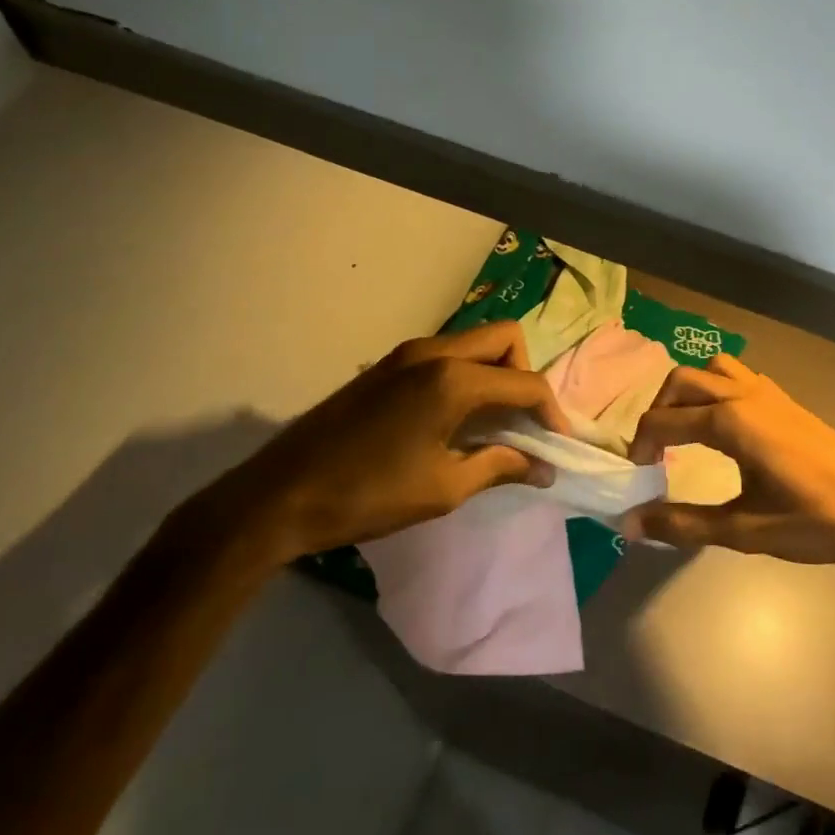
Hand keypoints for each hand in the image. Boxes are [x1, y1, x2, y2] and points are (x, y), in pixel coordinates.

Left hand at [178, 323, 571, 568]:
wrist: (277, 496)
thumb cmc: (367, 496)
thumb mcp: (442, 488)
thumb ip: (499, 467)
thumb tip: (543, 468)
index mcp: (452, 379)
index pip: (524, 382)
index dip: (550, 411)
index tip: (558, 443)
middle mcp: (434, 352)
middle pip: (505, 338)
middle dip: (524, 374)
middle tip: (522, 420)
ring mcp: (406, 354)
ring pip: (474, 342)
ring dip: (495, 372)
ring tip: (492, 422)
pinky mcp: (387, 365)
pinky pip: (446, 354)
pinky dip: (467, 375)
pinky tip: (455, 419)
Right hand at [621, 354, 834, 566]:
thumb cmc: (815, 521)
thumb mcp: (745, 530)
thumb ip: (684, 524)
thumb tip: (630, 523)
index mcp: (731, 420)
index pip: (664, 420)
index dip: (641, 446)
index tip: (638, 476)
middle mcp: (744, 394)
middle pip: (681, 381)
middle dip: (658, 410)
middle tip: (655, 452)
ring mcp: (768, 391)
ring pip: (712, 368)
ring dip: (688, 391)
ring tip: (684, 430)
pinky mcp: (784, 399)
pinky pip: (737, 375)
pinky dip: (715, 388)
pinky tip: (722, 427)